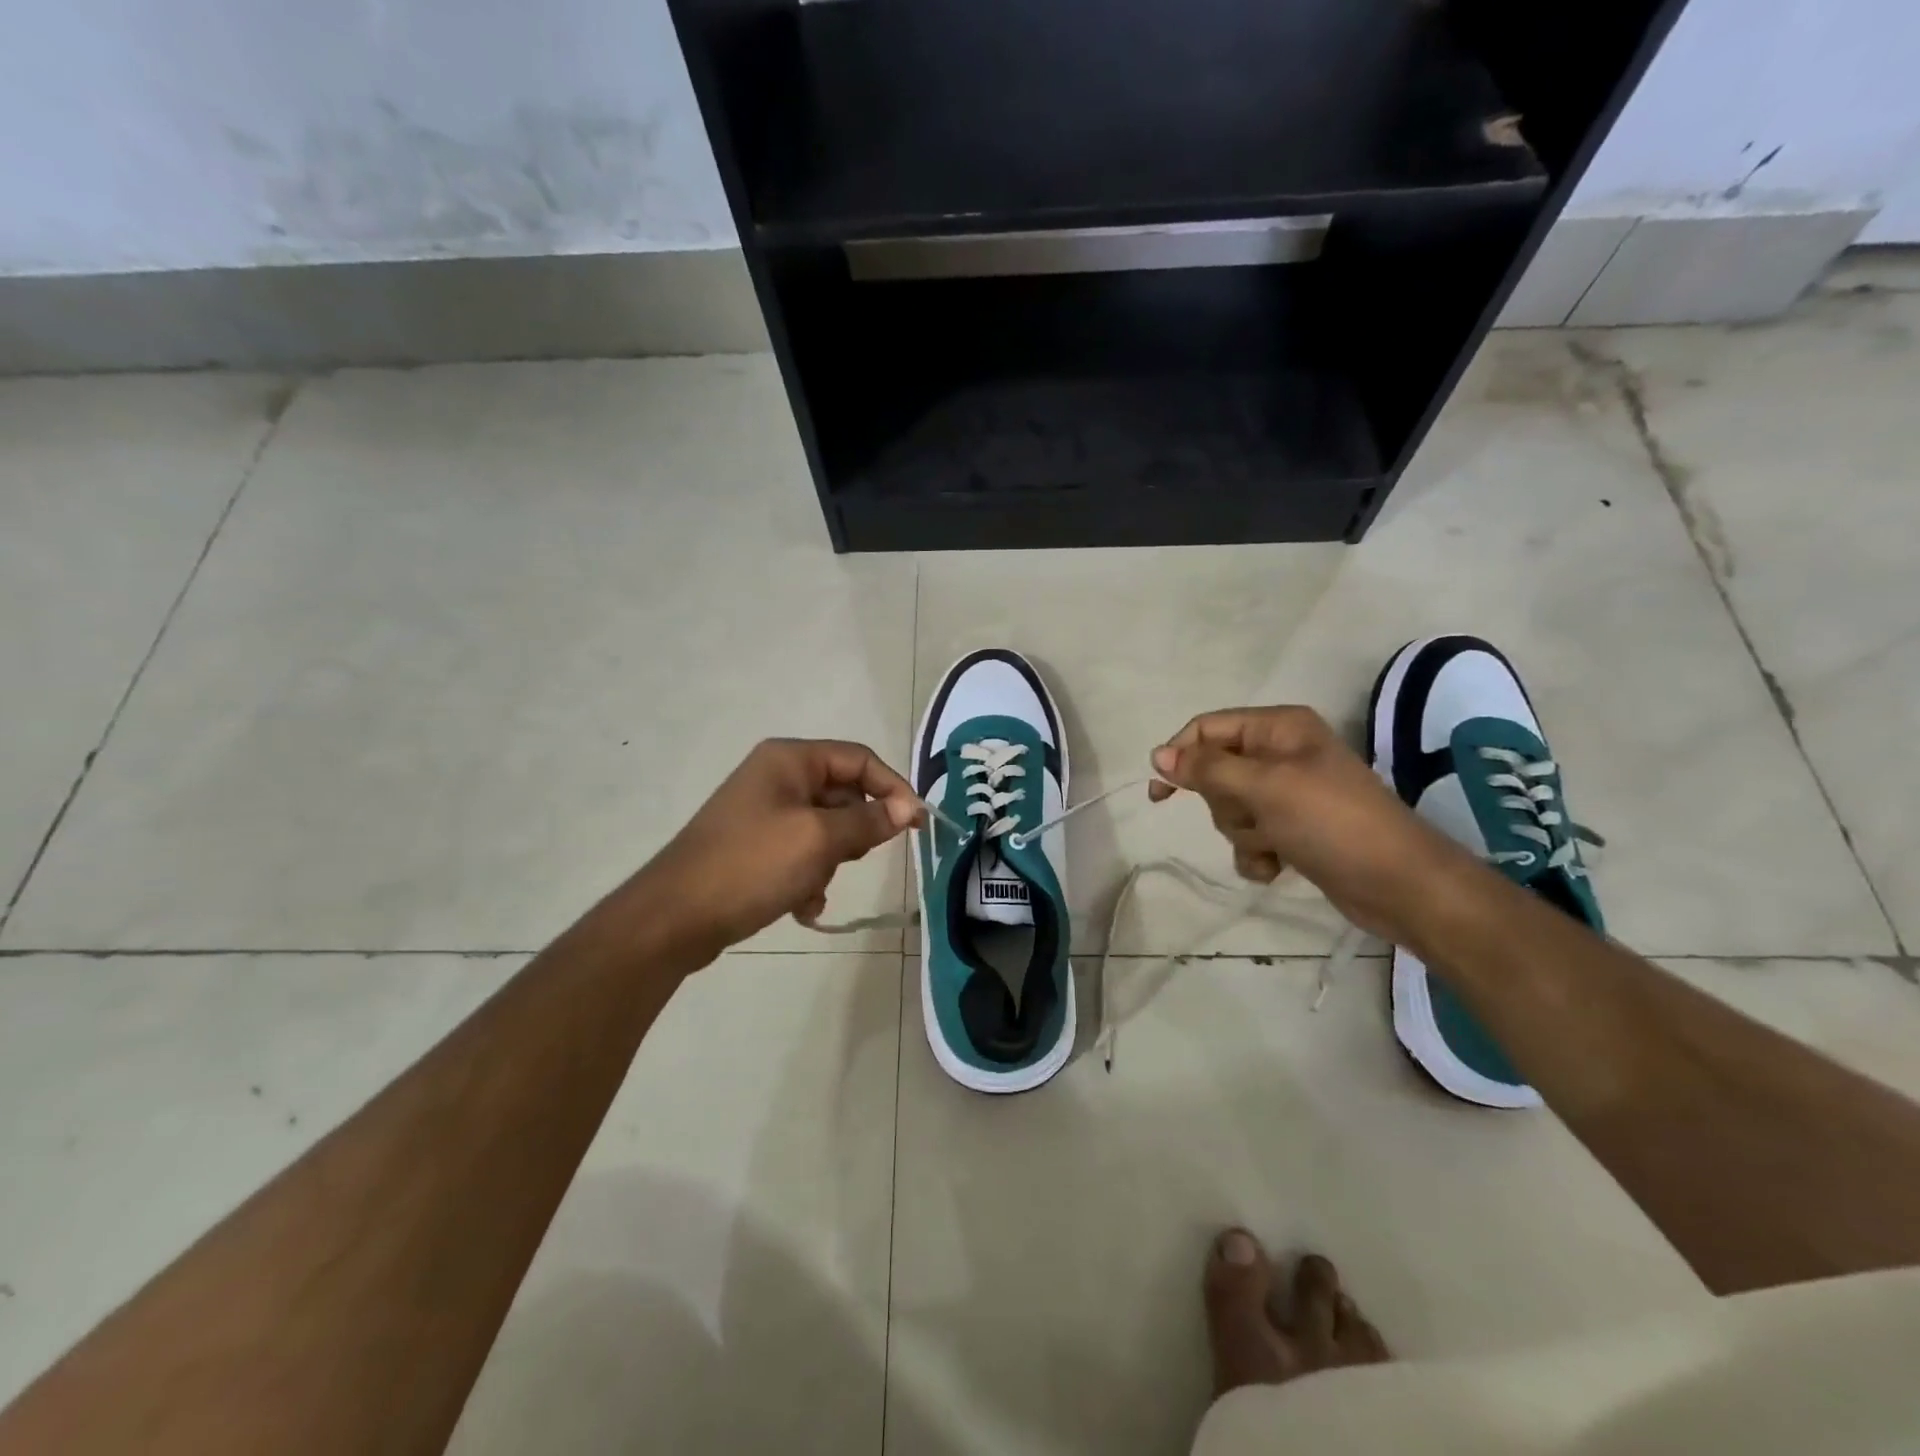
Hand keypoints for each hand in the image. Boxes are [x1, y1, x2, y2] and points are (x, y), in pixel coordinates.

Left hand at [639, 739, 923, 960]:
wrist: (674, 917)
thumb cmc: (751, 865)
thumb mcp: (818, 840)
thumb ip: (868, 820)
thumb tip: (908, 808)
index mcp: (790, 759)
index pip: (860, 760)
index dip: (893, 788)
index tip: (917, 824)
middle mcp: (777, 777)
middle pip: (844, 795)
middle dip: (854, 833)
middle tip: (854, 859)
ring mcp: (764, 812)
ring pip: (826, 829)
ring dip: (830, 861)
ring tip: (813, 887)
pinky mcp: (756, 846)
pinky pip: (802, 852)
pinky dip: (809, 876)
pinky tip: (801, 904)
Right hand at [1149, 706, 1471, 943]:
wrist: (1399, 884)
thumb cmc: (1331, 821)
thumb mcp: (1264, 787)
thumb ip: (1207, 769)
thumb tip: (1157, 754)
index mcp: (1278, 727)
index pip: (1207, 729)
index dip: (1180, 756)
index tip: (1160, 793)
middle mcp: (1281, 754)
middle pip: (1216, 772)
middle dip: (1225, 804)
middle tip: (1253, 815)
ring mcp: (1288, 794)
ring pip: (1230, 809)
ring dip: (1244, 833)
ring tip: (1275, 844)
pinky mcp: (1293, 830)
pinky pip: (1250, 837)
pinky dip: (1257, 854)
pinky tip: (1278, 867)